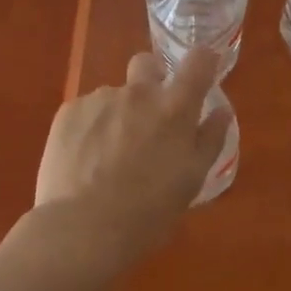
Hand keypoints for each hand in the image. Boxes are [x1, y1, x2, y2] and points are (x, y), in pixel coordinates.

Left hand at [34, 49, 229, 257]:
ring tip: (108, 155)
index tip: (202, 72)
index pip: (198, 61)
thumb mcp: (191, 181)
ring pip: (114, 95)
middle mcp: (138, 92)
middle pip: (147, 63)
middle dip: (151, 79)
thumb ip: (209, 139)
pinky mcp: (69, 111)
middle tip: (149, 116)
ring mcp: (101, 98)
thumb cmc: (147, 212)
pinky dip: (90, 128)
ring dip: (118, 113)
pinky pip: (86, 110)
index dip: (203, 60)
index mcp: (174, 108)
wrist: (80, 230)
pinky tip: (84, 160)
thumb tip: (221, 111)